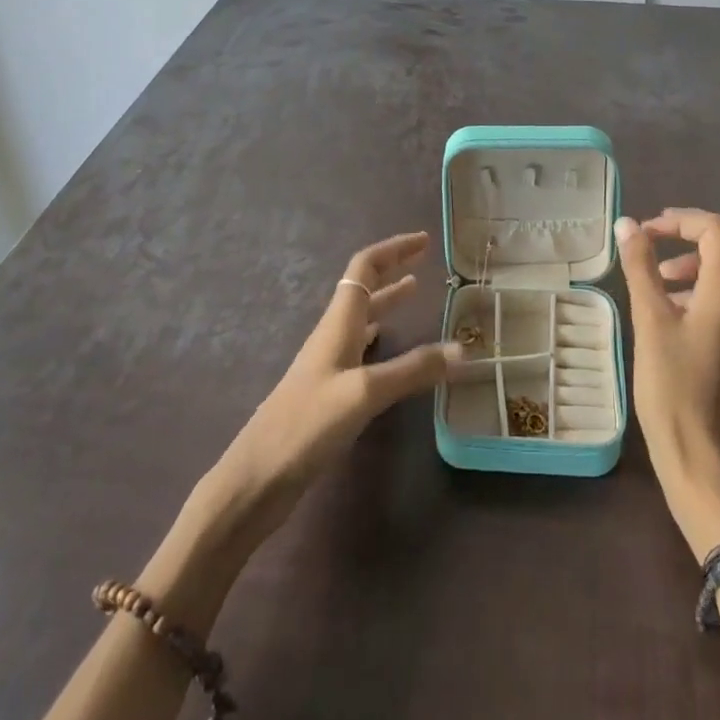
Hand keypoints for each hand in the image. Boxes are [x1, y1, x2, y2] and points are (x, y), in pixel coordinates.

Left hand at [202, 231, 458, 549]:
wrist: (256, 478)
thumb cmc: (307, 424)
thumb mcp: (365, 393)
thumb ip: (414, 370)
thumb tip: (464, 348)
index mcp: (338, 322)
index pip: (364, 267)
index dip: (393, 249)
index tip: (424, 240)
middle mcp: (333, 334)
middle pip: (363, 287)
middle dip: (392, 268)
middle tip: (424, 260)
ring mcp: (328, 364)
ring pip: (362, 317)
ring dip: (387, 300)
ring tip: (414, 291)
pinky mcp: (328, 392)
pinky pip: (359, 348)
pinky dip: (379, 335)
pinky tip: (388, 345)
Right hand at [617, 208, 719, 560]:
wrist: (704, 465)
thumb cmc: (673, 391)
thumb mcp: (650, 324)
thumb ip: (641, 268)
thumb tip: (628, 224)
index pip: (717, 229)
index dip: (681, 219)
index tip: (646, 232)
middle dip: (697, 232)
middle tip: (660, 240)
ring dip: (699, 259)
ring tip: (659, 279)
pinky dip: (704, 286)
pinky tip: (672, 312)